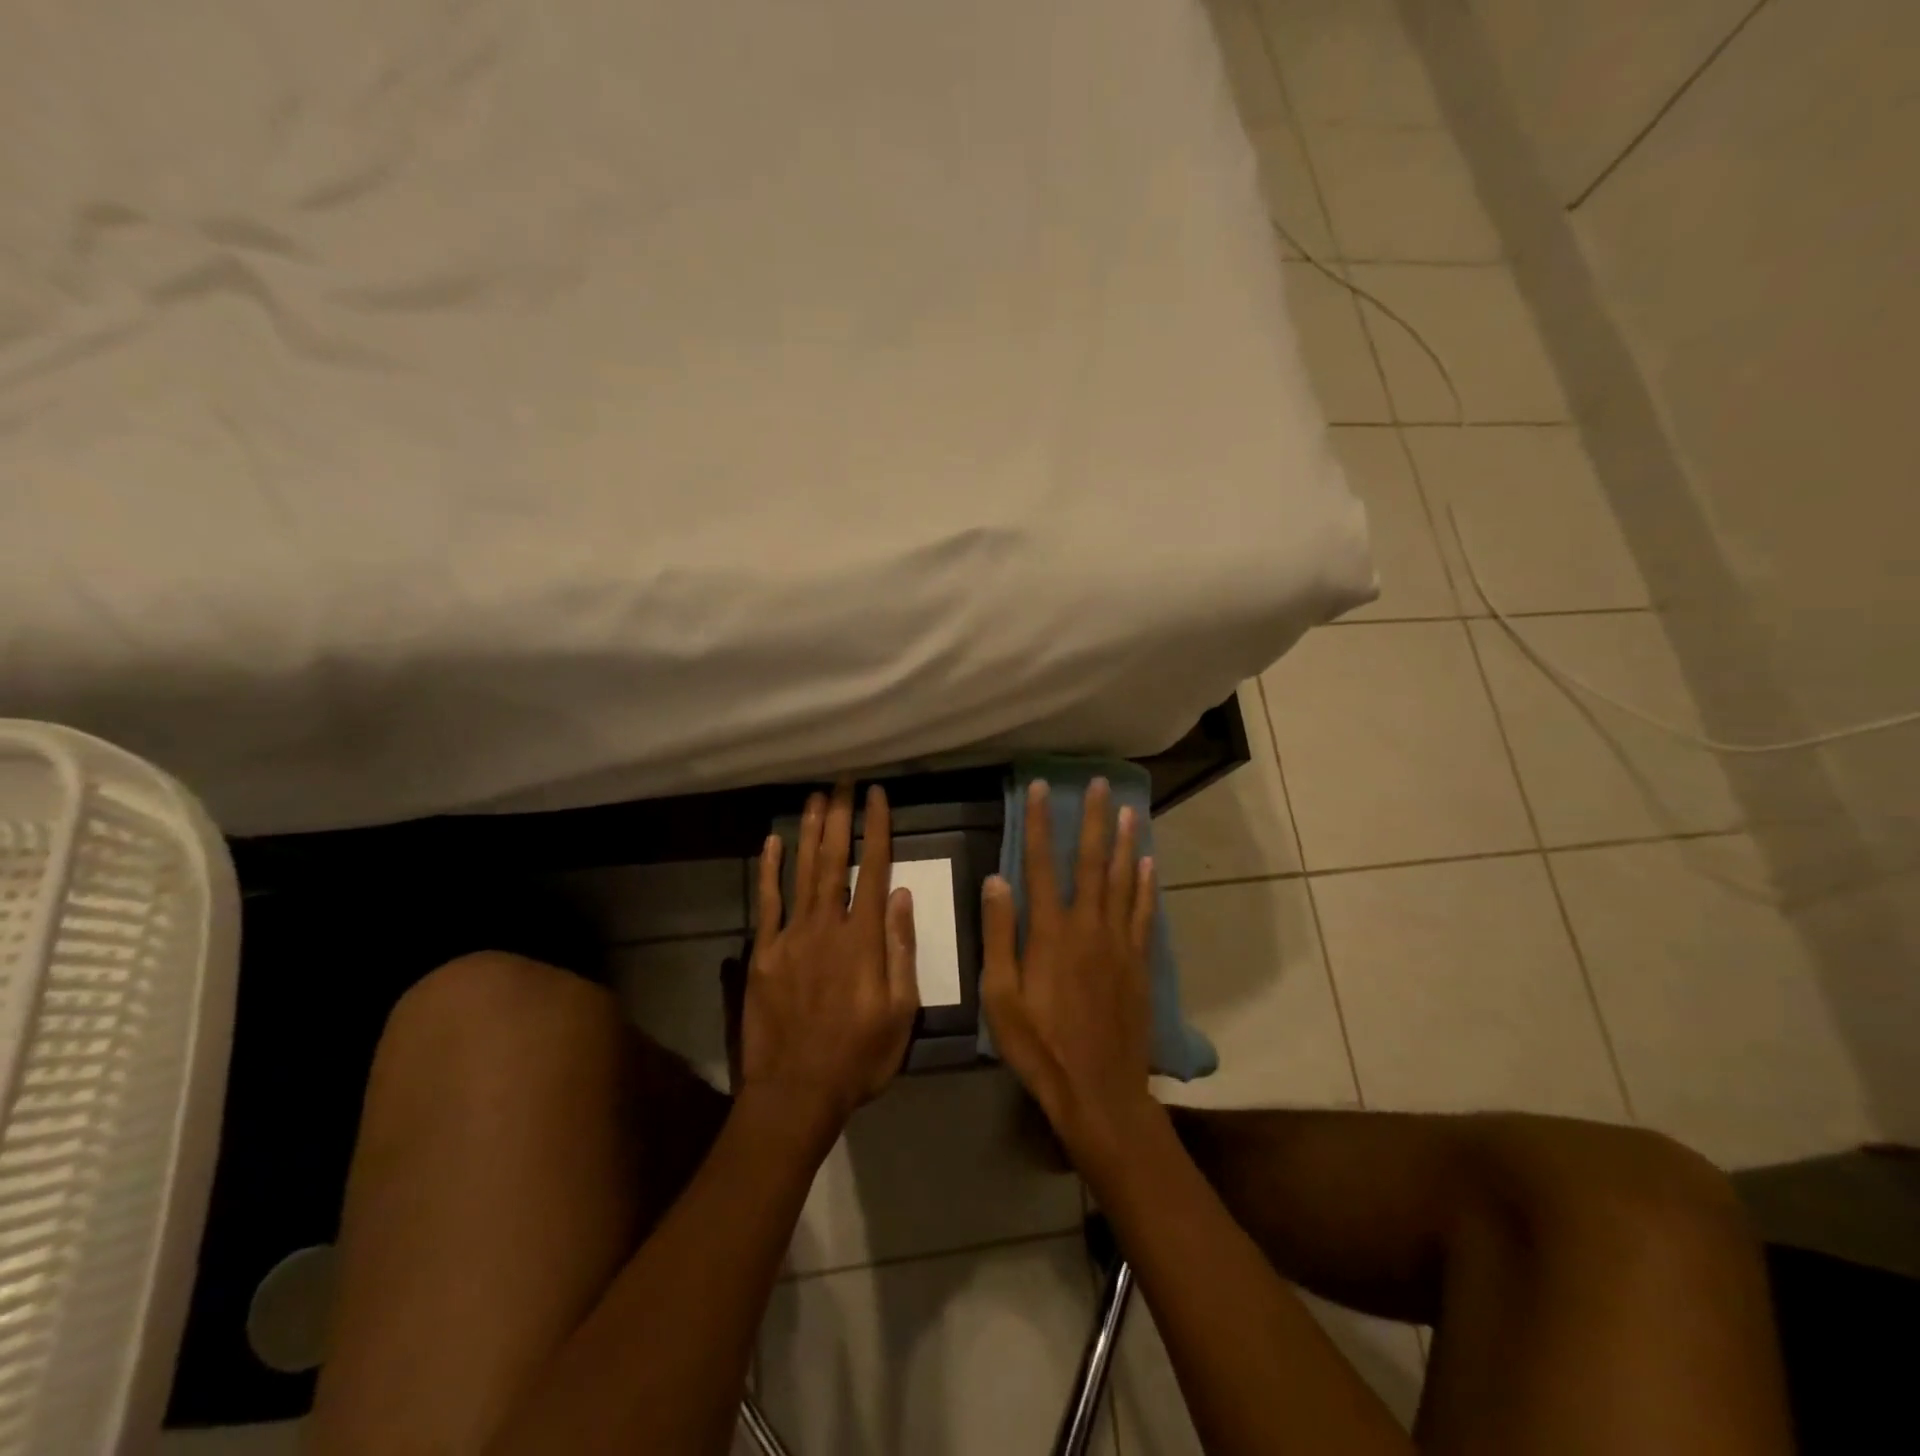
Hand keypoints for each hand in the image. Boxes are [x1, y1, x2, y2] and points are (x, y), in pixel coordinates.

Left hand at [741, 782, 919, 1137]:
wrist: (796, 1092)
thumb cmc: (859, 1057)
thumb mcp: (901, 1012)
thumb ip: (901, 950)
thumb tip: (903, 896)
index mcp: (864, 939)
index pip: (874, 870)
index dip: (877, 829)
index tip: (877, 796)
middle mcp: (827, 926)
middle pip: (835, 861)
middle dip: (840, 818)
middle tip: (842, 782)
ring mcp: (791, 937)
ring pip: (802, 872)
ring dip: (809, 832)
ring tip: (814, 798)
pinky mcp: (763, 954)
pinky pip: (767, 904)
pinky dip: (769, 871)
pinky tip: (771, 843)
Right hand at [981, 778, 1158, 1169]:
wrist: (1099, 1090)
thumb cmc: (1039, 1046)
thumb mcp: (1000, 996)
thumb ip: (999, 936)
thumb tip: (996, 880)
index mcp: (1050, 932)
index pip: (1040, 864)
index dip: (1038, 823)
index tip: (1040, 789)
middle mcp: (1088, 926)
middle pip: (1091, 862)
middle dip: (1093, 819)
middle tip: (1100, 784)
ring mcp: (1119, 943)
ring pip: (1123, 880)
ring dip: (1125, 842)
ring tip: (1129, 809)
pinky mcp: (1139, 962)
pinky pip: (1144, 913)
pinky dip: (1146, 885)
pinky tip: (1148, 864)